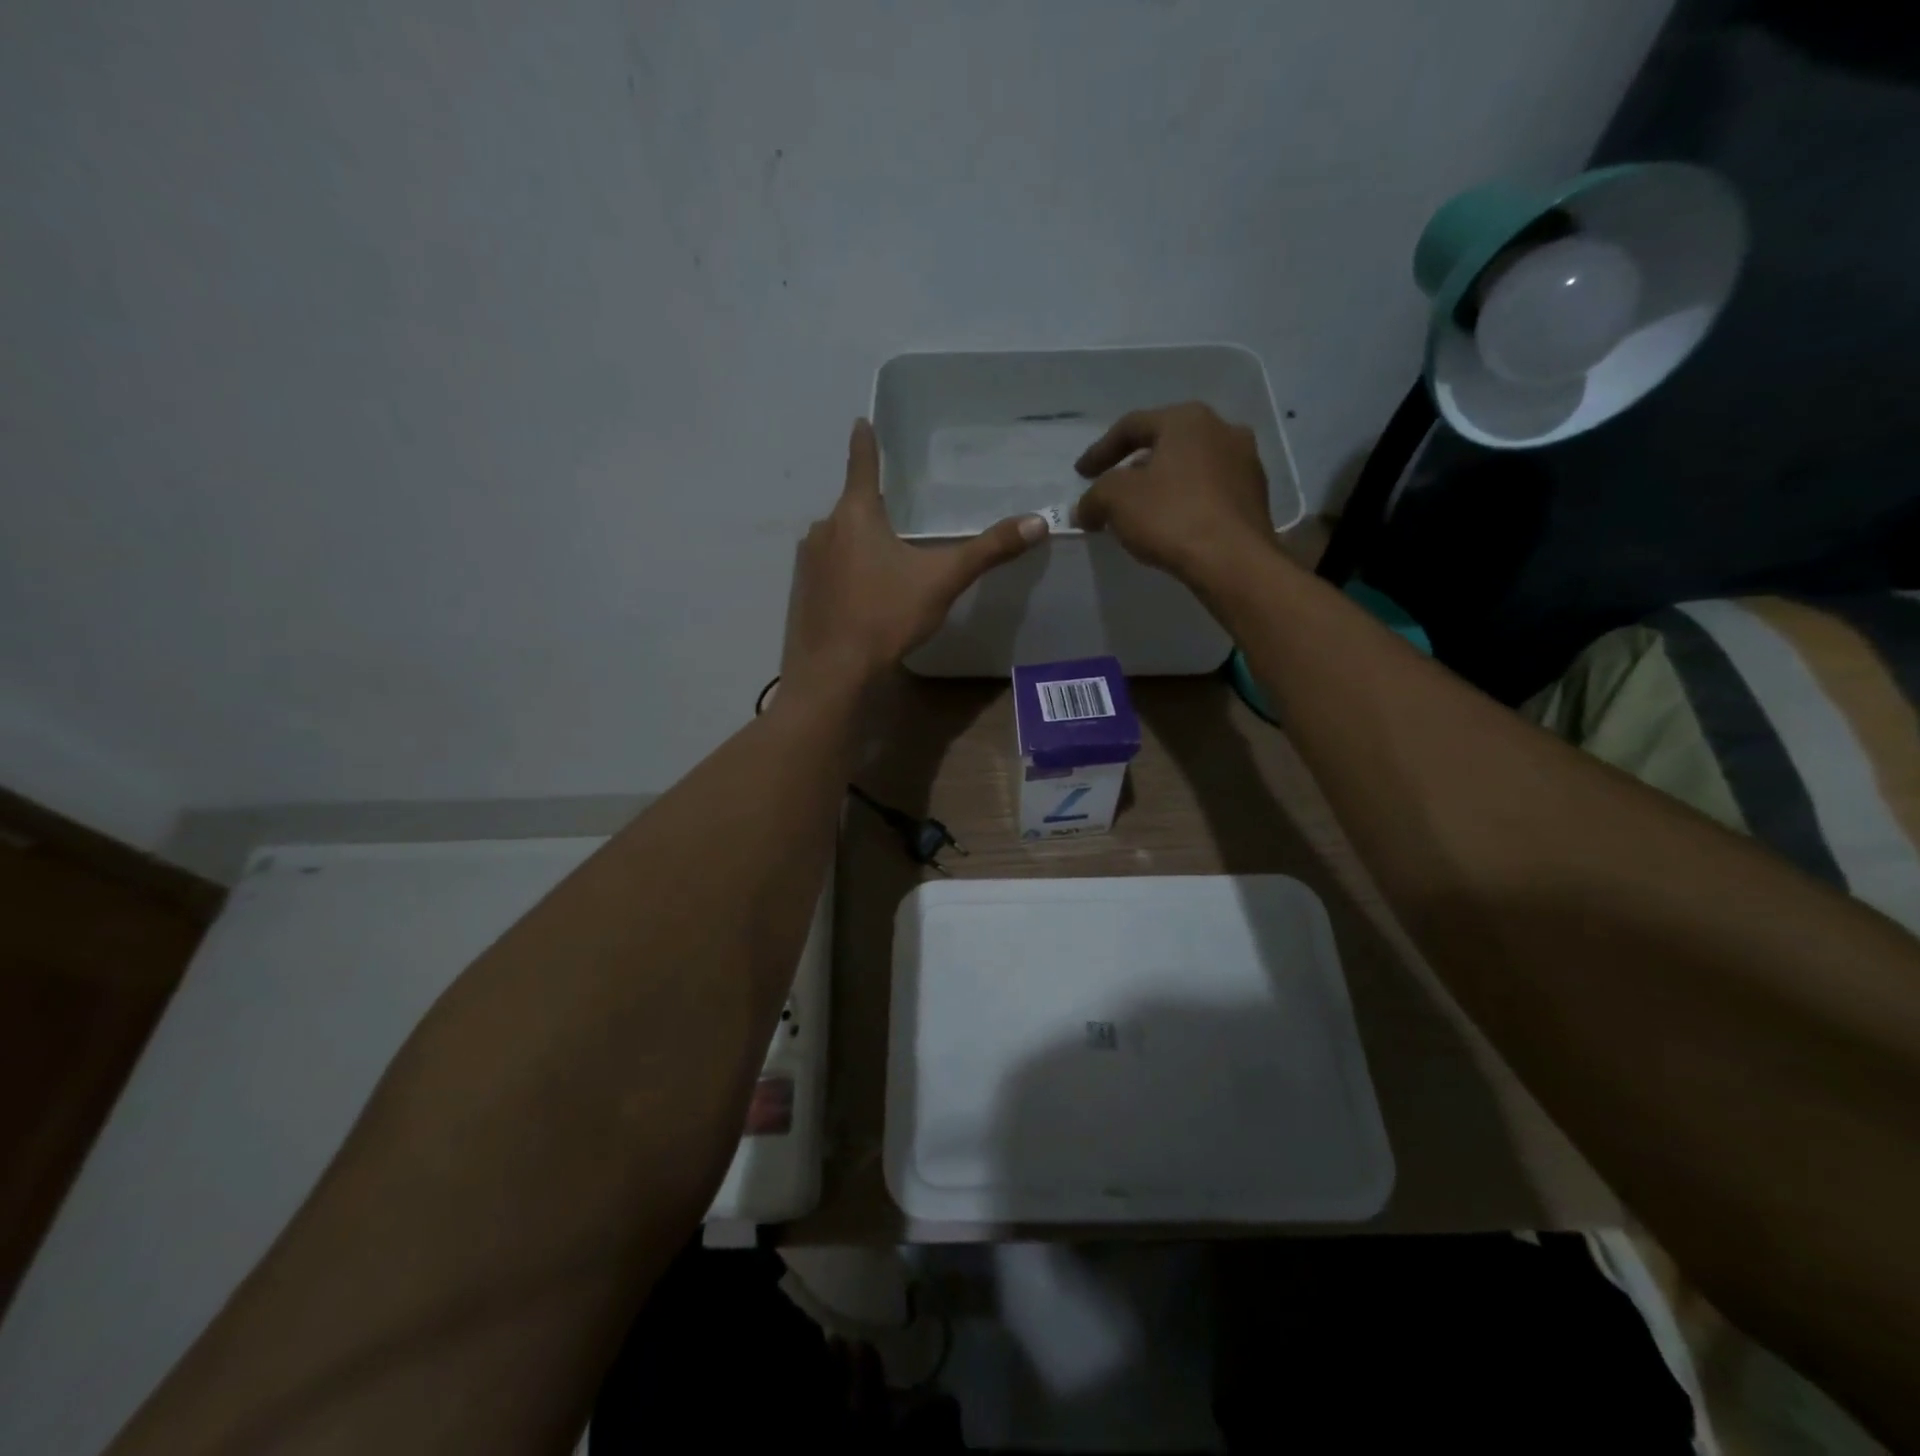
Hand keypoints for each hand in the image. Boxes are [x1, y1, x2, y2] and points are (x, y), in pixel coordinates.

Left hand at [781, 419, 1046, 694]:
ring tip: (884, 561)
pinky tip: (862, 594)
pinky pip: (827, 568)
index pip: (862, 465)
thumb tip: (1037, 522)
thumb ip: (987, 551)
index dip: (865, 443)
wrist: (834, 671)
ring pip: (838, 540)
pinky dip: (844, 571)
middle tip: (897, 515)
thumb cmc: (886, 616)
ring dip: (858, 543)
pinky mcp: (801, 592)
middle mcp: (824, 529)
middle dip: (873, 509)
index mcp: (856, 515)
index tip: (860, 422)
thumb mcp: (942, 581)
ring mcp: (807, 562)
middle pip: (852, 507)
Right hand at [1071, 402, 1276, 585]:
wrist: (1233, 560)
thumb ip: (1094, 497)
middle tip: (1112, 490)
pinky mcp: (1255, 496)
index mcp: (1187, 419)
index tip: (1080, 474)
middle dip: (1134, 467)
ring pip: (1190, 467)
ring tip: (1141, 510)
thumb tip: (1085, 509)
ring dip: (1162, 485)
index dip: (1100, 451)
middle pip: (1165, 444)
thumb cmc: (1171, 516)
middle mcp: (1222, 429)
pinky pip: (1209, 491)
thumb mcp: (1115, 500)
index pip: (1132, 426)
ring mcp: (1245, 462)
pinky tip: (1172, 525)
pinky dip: (1185, 502)